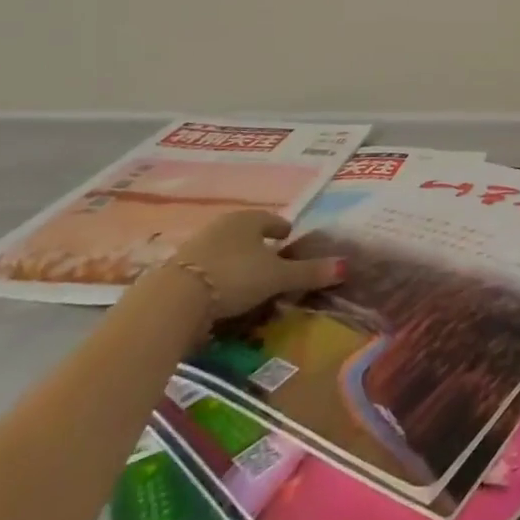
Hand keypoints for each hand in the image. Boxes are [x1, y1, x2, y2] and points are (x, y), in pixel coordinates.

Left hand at [162, 210, 344, 321]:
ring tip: (247, 279)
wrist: (173, 300)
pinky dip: (217, 278)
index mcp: (248, 220)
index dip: (281, 229)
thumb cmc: (234, 277)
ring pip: (224, 250)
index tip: (287, 237)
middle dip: (257, 245)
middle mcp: (221, 226)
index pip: (270, 220)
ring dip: (236, 261)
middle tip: (270, 259)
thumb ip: (309, 273)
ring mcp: (195, 246)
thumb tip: (346, 266)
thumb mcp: (277, 277)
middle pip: (245, 233)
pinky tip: (221, 293)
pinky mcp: (175, 270)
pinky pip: (206, 269)